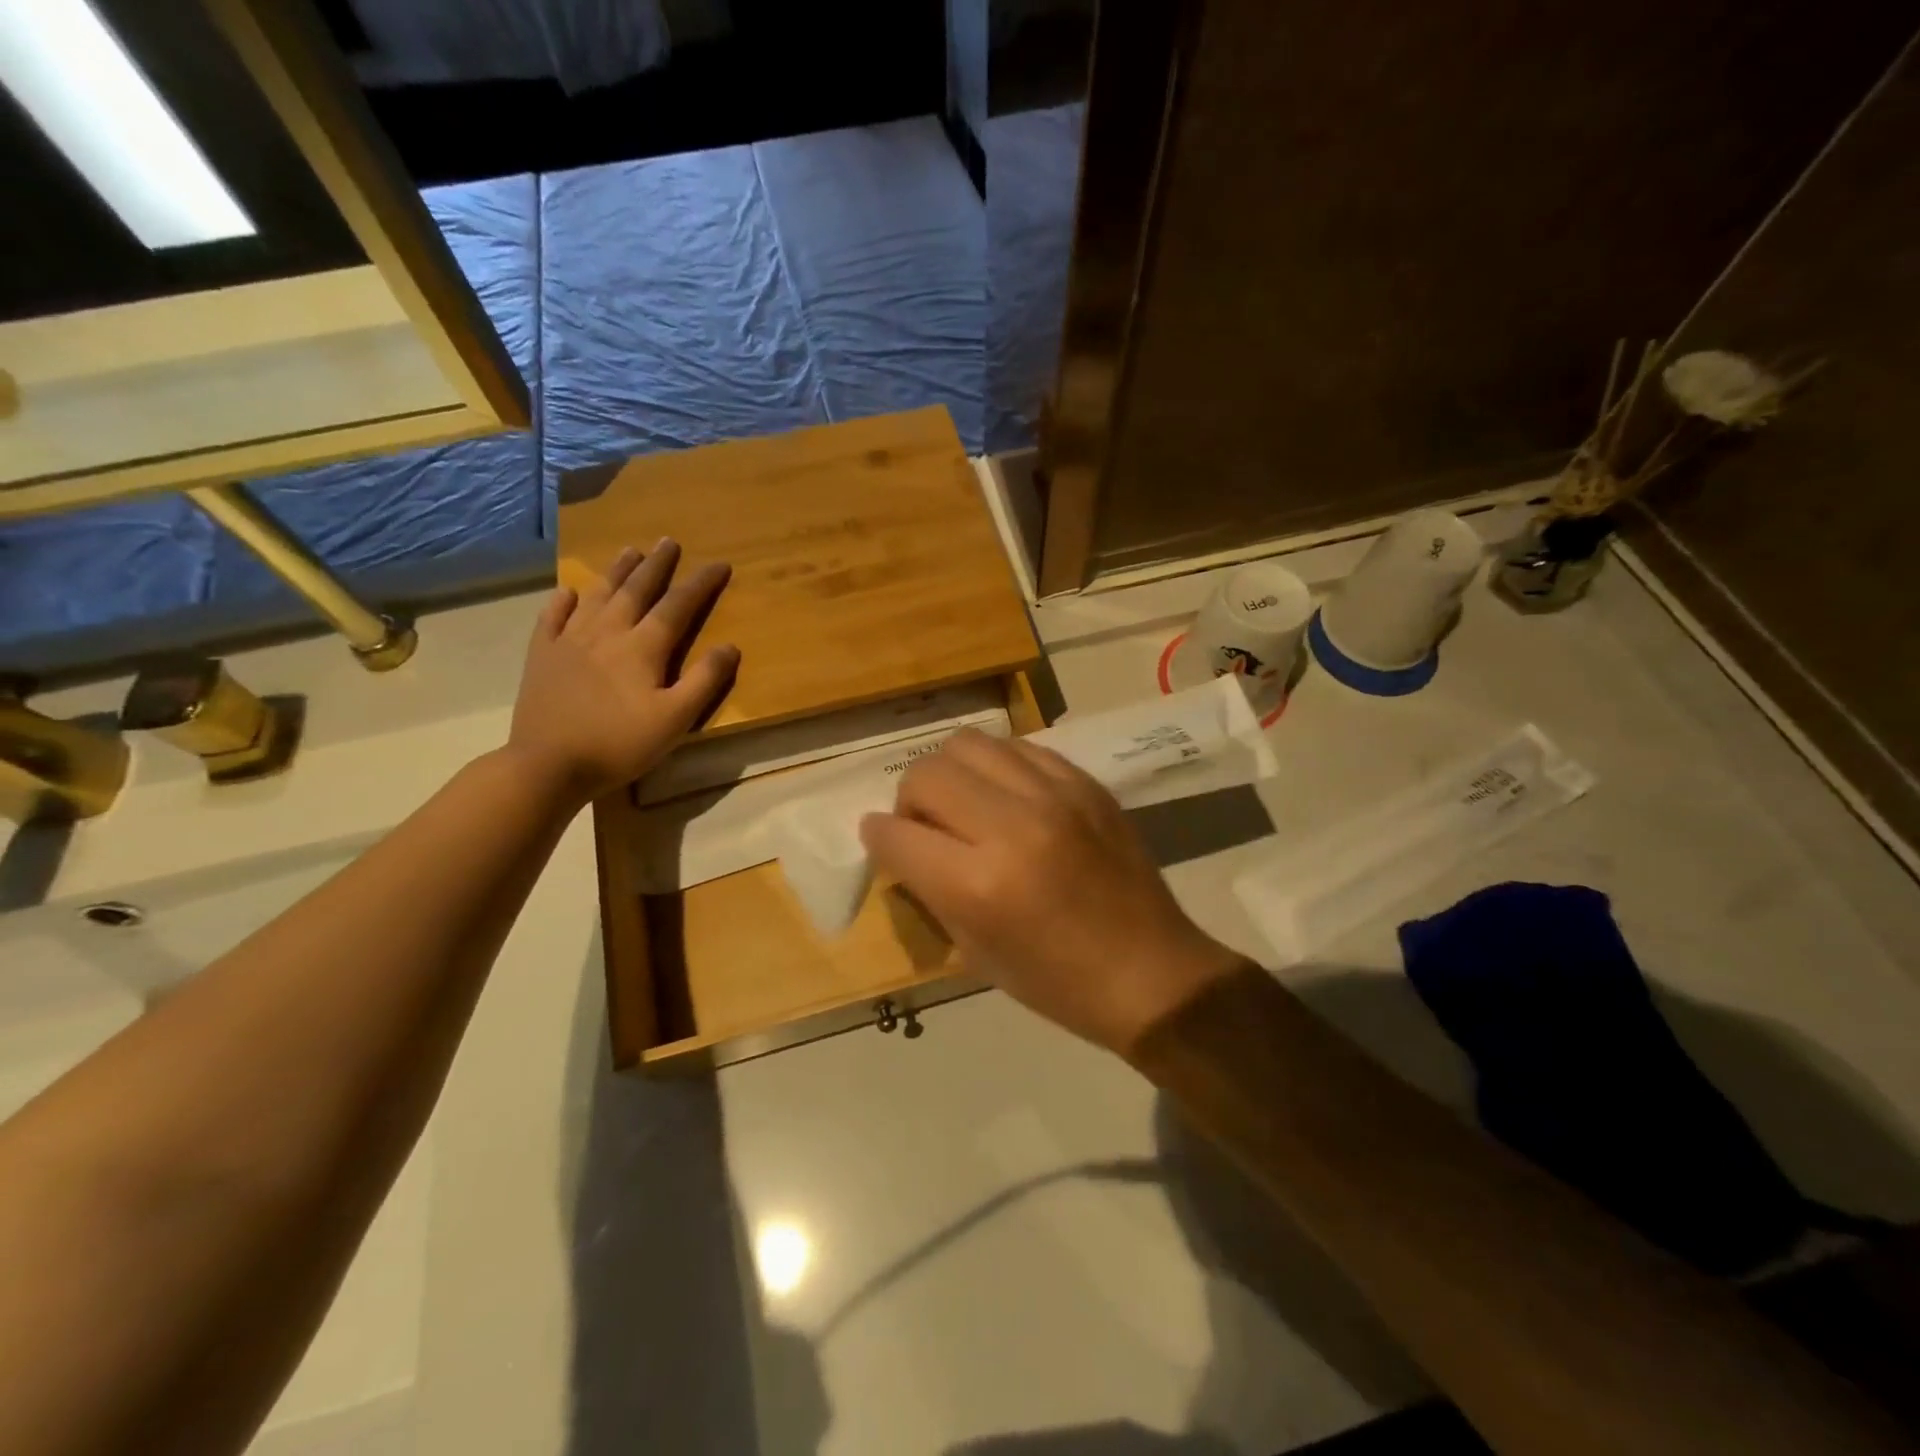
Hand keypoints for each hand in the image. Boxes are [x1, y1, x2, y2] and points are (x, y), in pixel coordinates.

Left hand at [508, 540, 737, 804]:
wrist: (547, 764)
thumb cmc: (619, 744)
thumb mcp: (675, 720)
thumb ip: (704, 681)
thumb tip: (730, 646)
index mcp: (642, 648)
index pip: (678, 606)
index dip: (700, 583)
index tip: (719, 564)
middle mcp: (607, 632)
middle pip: (636, 590)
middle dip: (656, 565)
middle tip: (669, 541)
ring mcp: (569, 641)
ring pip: (597, 595)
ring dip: (616, 571)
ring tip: (629, 551)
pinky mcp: (542, 656)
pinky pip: (552, 618)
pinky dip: (563, 602)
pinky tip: (569, 592)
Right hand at [861, 731, 1243, 1056]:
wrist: (1150, 972)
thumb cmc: (1056, 982)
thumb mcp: (974, 951)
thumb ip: (929, 889)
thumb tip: (902, 845)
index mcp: (978, 884)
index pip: (896, 833)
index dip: (878, 837)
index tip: (882, 841)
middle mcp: (1012, 825)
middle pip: (926, 773)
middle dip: (909, 800)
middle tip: (926, 826)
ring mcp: (1054, 795)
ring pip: (968, 744)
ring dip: (951, 773)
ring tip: (966, 804)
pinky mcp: (1085, 783)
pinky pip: (1019, 748)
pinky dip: (998, 768)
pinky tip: (1008, 797)